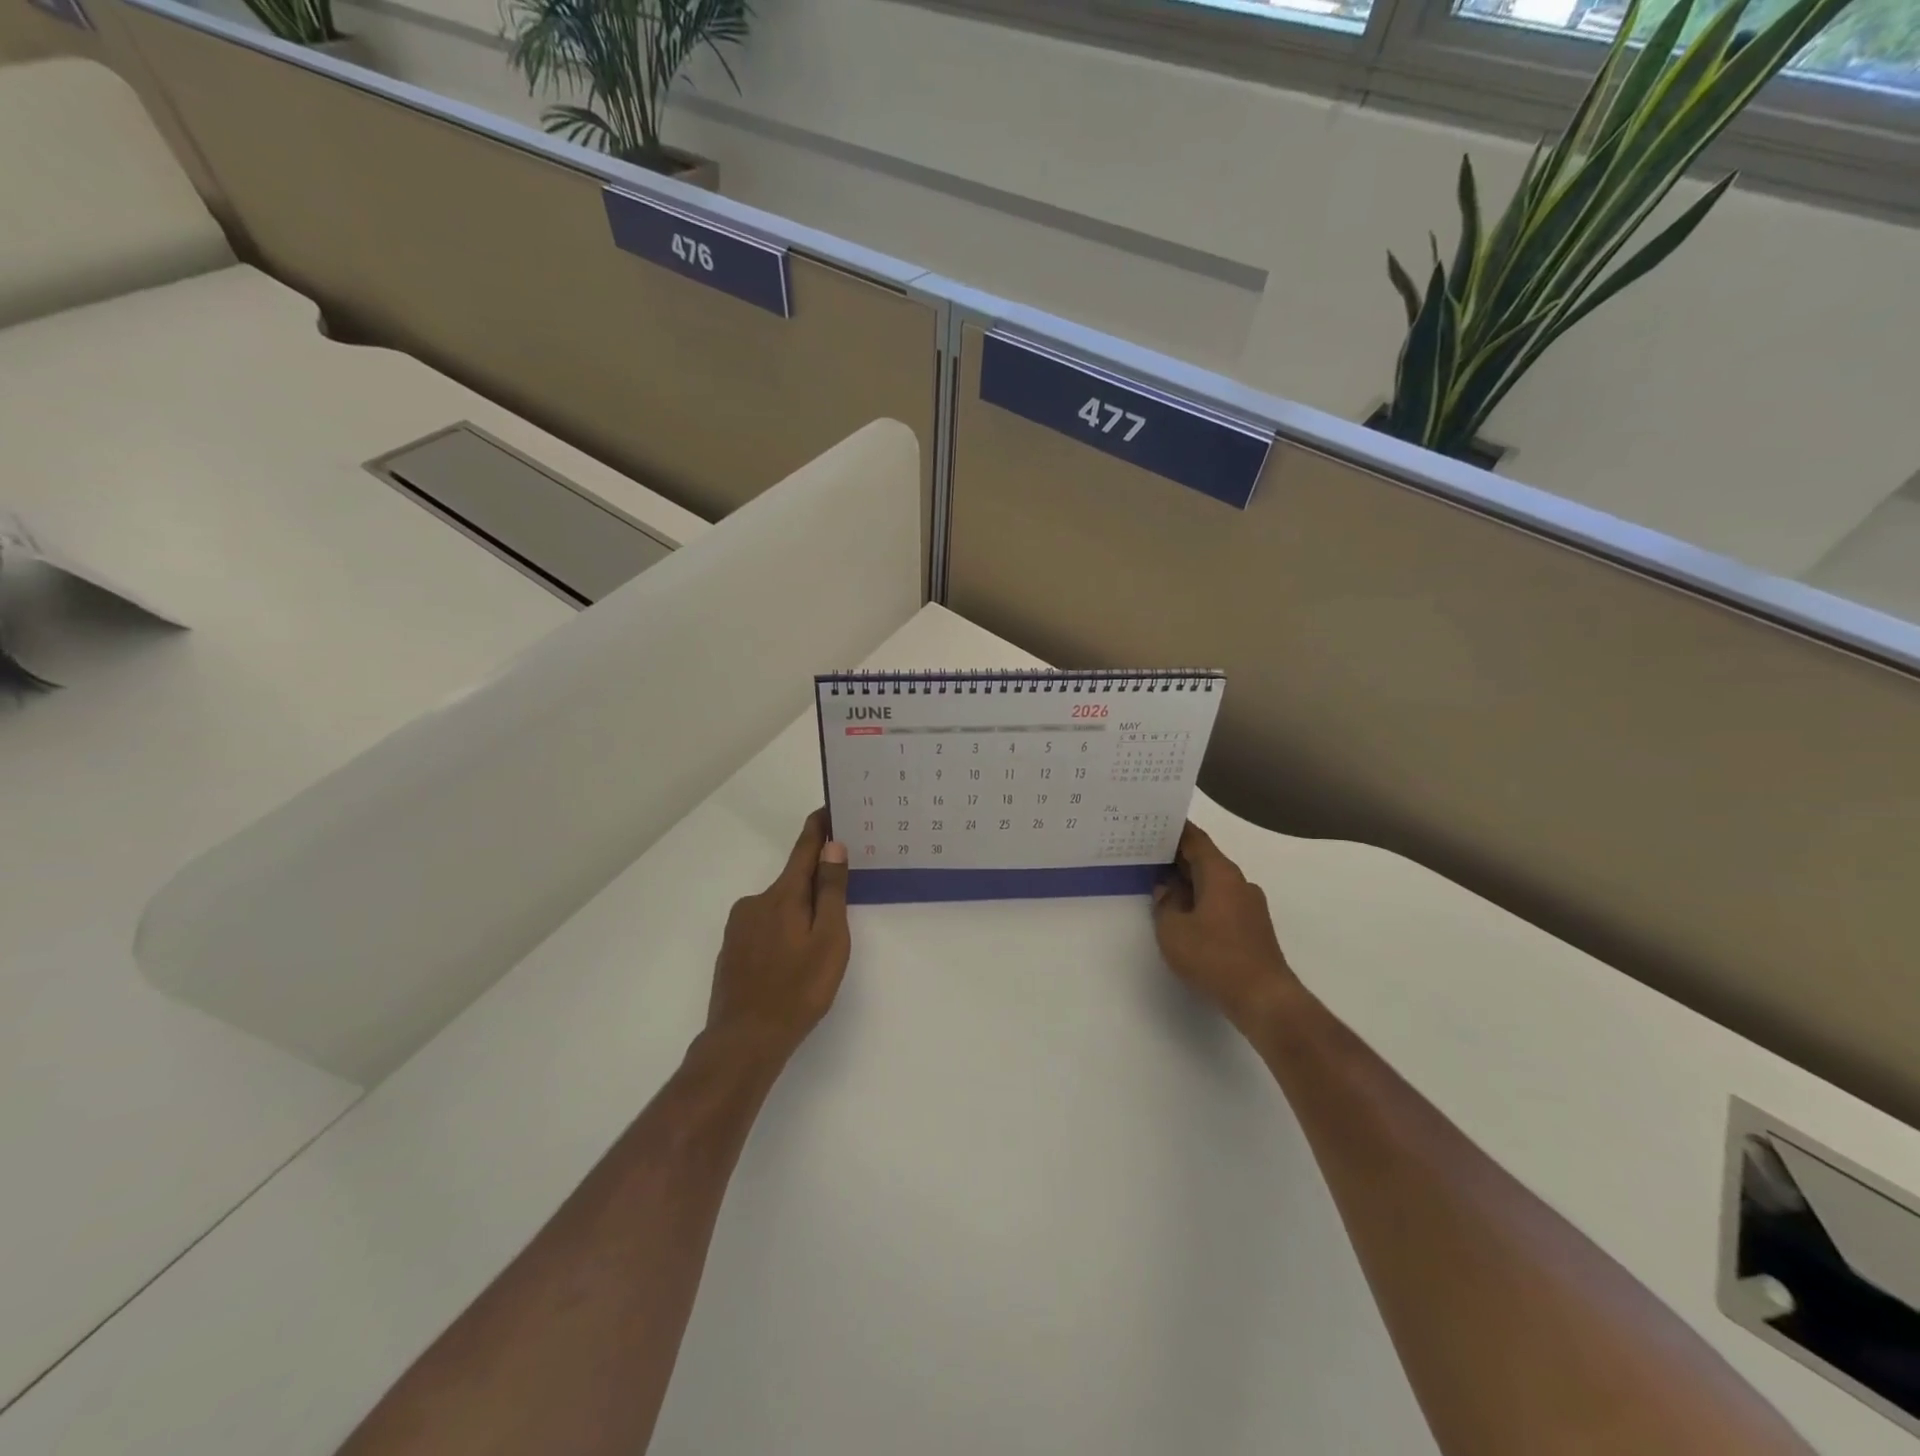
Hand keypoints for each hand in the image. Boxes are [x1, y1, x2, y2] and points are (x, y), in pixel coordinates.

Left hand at [706, 810, 850, 1062]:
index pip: (803, 850)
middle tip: (840, 896)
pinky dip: (782, 933)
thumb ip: (830, 891)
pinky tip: (791, 962)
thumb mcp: (828, 940)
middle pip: (792, 882)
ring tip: (818, 944)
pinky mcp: (731, 951)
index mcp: (782, 895)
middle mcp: (755, 902)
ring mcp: (739, 928)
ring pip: (778, 908)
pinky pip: (764, 928)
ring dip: (798, 913)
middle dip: (814, 883)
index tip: (829, 810)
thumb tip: (833, 847)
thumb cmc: (797, 989)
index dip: (818, 830)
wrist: (744, 1042)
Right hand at [1153, 822, 1300, 1033]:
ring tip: (1159, 883)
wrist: (1264, 998)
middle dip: (1177, 856)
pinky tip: (1183, 913)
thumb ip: (1165, 904)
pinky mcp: (1252, 928)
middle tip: (1146, 852)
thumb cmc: (1214, 957)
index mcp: (1221, 874)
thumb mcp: (1173, 930)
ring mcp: (1249, 906)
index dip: (1173, 830)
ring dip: (1188, 881)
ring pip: (1213, 883)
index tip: (1152, 823)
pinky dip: (1200, 900)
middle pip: (1205, 860)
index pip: (1195, 840)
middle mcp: (1239, 883)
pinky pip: (1221, 902)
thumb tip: (1167, 890)